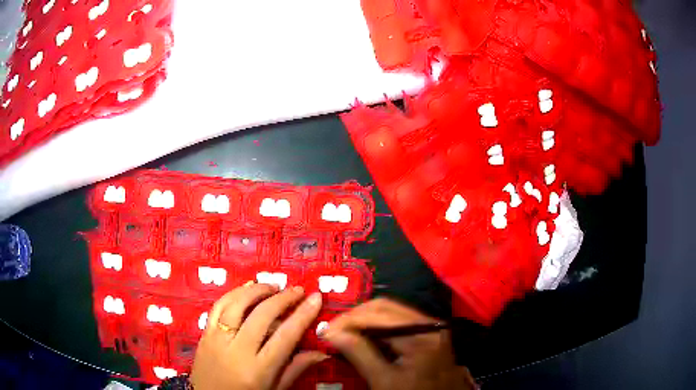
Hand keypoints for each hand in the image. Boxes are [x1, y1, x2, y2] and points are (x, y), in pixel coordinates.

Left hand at [190, 283, 326, 389]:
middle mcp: (237, 350)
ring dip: (256, 291)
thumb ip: (295, 369)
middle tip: (297, 290)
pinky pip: (217, 307)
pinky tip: (246, 288)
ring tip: (273, 286)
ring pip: (237, 305)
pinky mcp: (204, 334)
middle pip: (261, 316)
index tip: (315, 298)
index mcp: (258, 369)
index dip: (303, 315)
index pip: (285, 336)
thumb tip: (322, 353)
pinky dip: (233, 293)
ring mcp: (217, 339)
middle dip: (282, 299)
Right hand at [322, 298, 476, 389]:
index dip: (349, 319)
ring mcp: (431, 328)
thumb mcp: (384, 381)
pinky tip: (365, 337)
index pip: (379, 314)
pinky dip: (378, 327)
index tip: (326, 330)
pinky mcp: (429, 334)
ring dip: (365, 320)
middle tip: (334, 330)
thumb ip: (359, 354)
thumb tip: (332, 333)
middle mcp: (429, 323)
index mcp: (422, 334)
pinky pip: (399, 322)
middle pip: (386, 307)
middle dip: (356, 316)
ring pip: (392, 312)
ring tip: (344, 333)